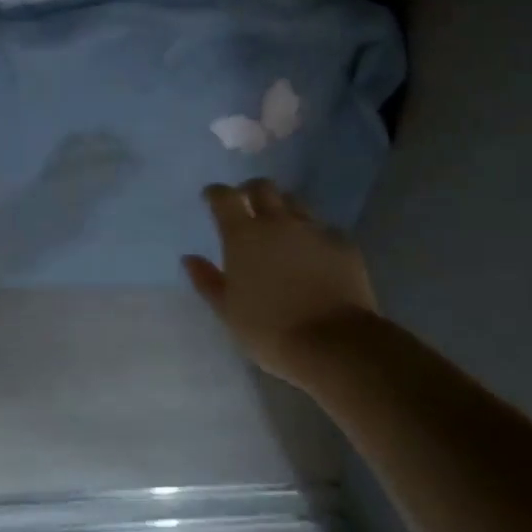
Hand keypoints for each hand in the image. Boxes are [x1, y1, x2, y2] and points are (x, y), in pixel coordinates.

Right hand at [183, 179, 379, 384]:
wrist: (334, 344)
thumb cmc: (270, 330)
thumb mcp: (228, 311)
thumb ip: (207, 280)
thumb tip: (189, 258)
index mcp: (243, 235)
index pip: (224, 196)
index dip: (215, 193)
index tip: (211, 198)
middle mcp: (277, 222)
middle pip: (262, 187)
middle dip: (251, 190)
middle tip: (247, 204)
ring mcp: (313, 230)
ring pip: (295, 203)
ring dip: (284, 208)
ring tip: (282, 227)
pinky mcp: (342, 244)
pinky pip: (325, 229)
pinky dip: (315, 236)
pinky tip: (316, 253)